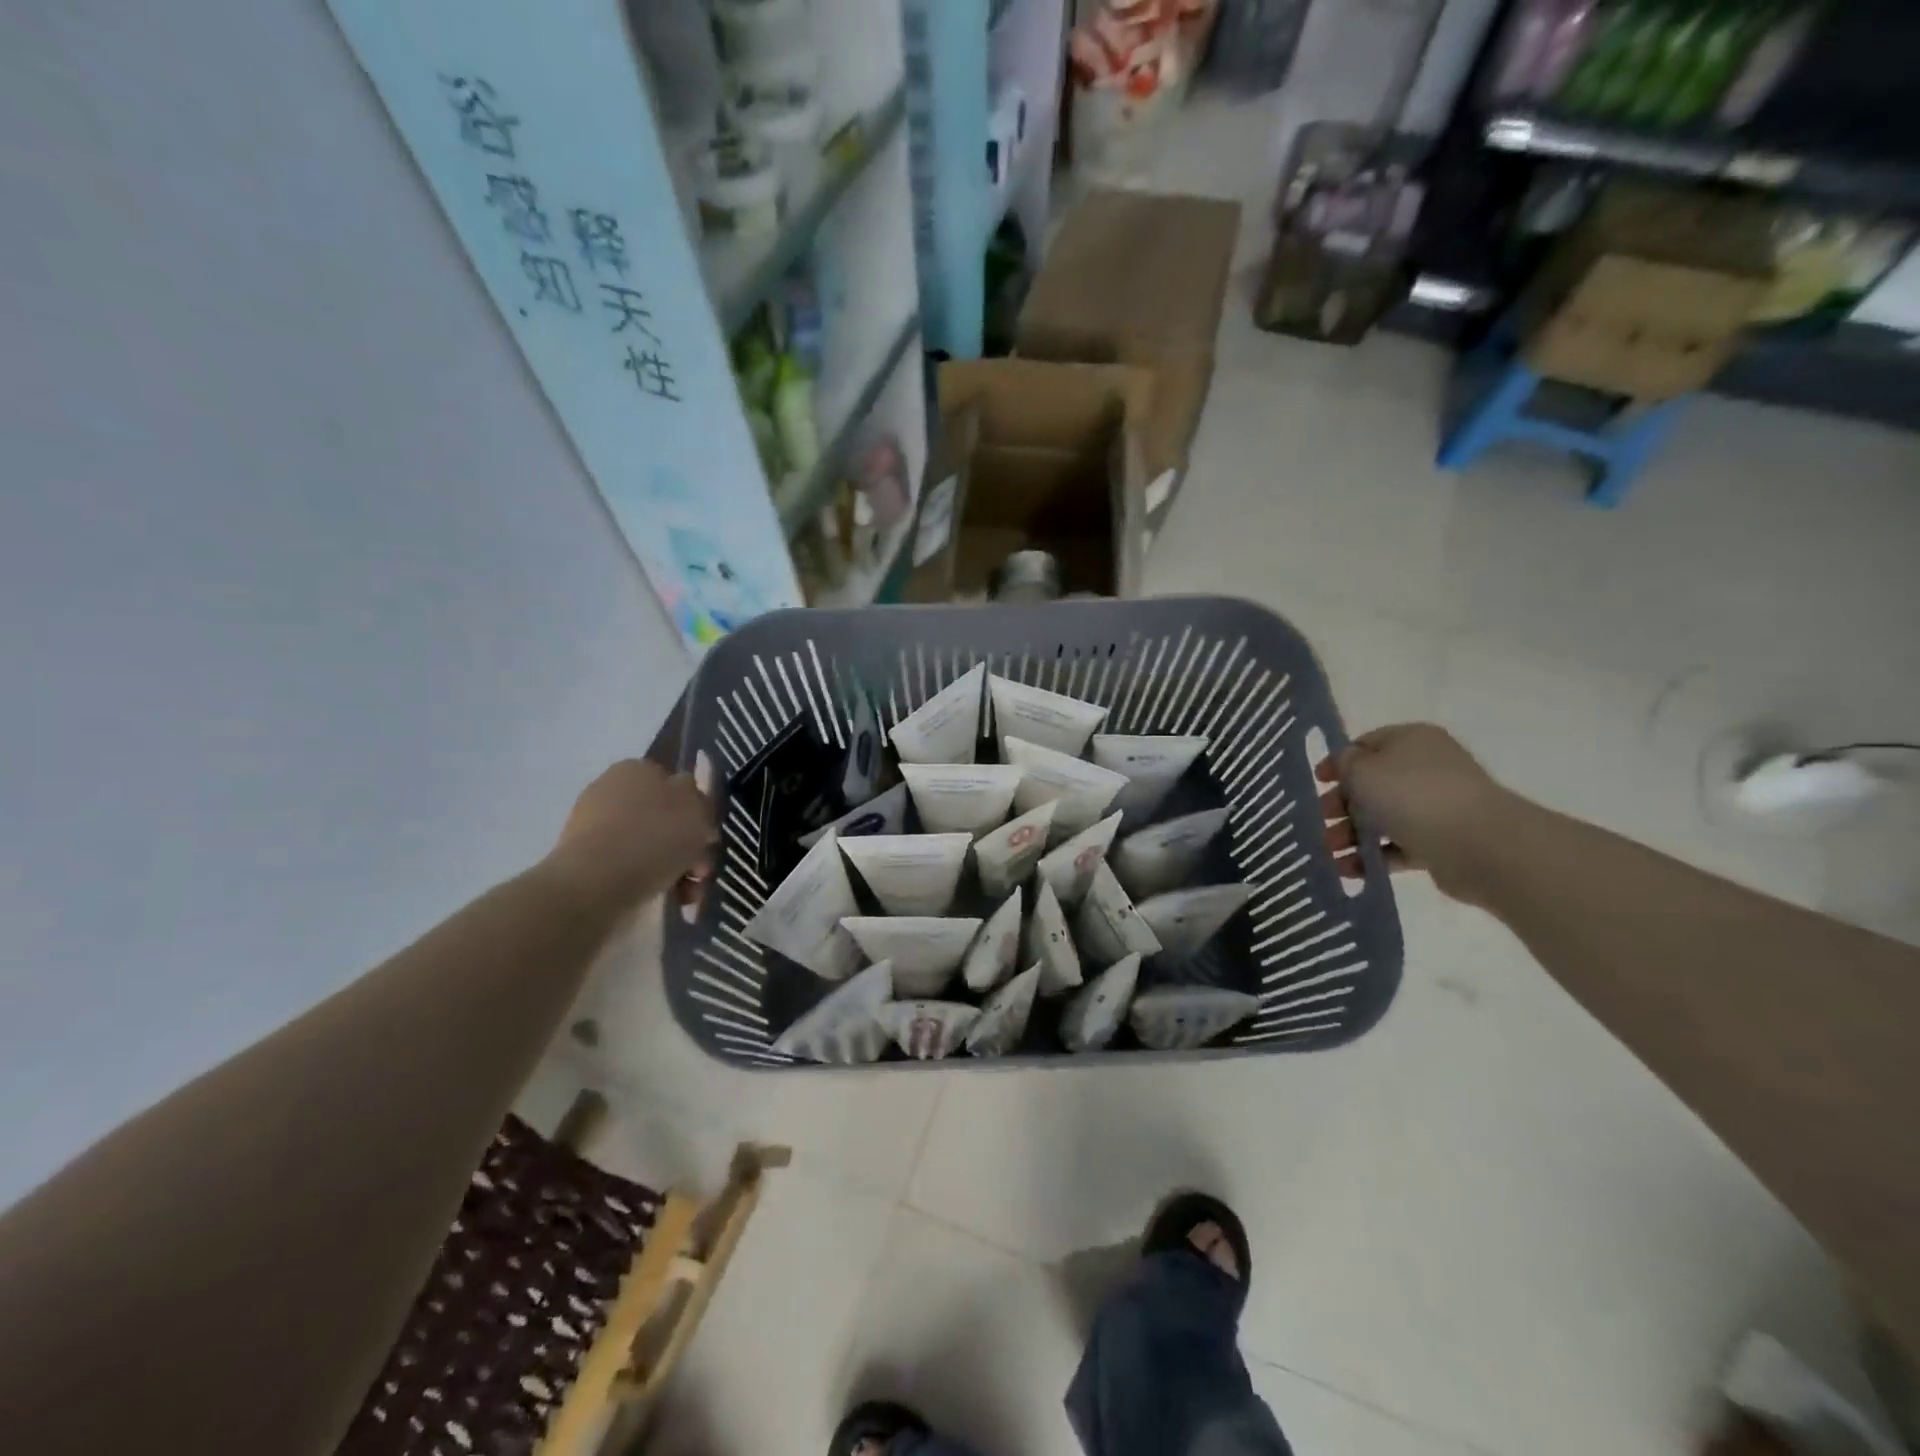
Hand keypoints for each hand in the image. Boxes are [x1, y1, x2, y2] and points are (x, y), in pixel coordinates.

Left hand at [544, 760, 715, 913]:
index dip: (697, 811)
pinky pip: (629, 867)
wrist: (595, 884)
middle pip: (664, 818)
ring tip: (687, 895)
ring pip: (650, 845)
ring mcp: (594, 826)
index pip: (676, 784)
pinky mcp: (584, 860)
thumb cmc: (654, 838)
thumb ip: (702, 800)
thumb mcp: (697, 810)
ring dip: (675, 868)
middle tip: (700, 872)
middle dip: (688, 846)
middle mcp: (613, 791)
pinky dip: (650, 882)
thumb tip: (694, 802)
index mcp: (638, 769)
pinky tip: (665, 900)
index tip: (708, 838)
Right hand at [1315, 724, 1522, 904]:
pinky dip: (1374, 857)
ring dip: (1352, 835)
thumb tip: (1348, 766)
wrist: (1478, 844)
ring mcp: (1436, 806)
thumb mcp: (1364, 769)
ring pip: (1383, 818)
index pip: (1365, 745)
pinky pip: (1398, 846)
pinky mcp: (1441, 841)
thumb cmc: (1413, 795)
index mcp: (1411, 741)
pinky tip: (1350, 870)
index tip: (1317, 783)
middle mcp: (1426, 768)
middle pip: (1371, 785)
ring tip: (1332, 854)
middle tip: (1322, 822)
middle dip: (1341, 806)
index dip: (1337, 763)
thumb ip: (1346, 764)